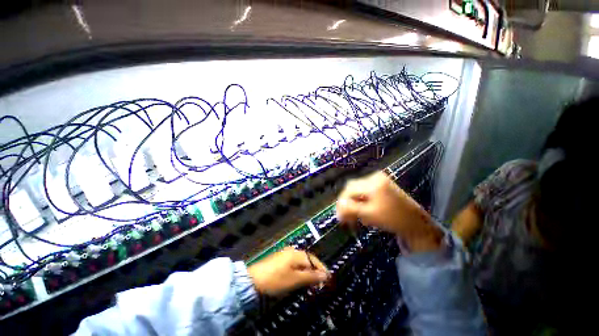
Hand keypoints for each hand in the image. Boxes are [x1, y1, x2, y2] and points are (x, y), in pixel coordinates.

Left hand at [247, 247, 329, 295]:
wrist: (253, 280)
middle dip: (314, 269)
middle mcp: (292, 251)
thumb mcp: (295, 280)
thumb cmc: (276, 279)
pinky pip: (294, 263)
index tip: (328, 278)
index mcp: (297, 254)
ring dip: (307, 270)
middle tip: (320, 281)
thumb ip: (310, 277)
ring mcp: (285, 254)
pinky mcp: (279, 259)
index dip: (321, 268)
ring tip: (311, 280)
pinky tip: (298, 276)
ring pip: (300, 261)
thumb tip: (325, 275)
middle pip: (307, 259)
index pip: (313, 259)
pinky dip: (299, 269)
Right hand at [336, 171, 442, 251]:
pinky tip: (362, 211)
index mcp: (373, 182)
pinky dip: (361, 201)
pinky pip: (365, 192)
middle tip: (345, 216)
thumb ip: (350, 208)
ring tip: (354, 216)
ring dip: (354, 203)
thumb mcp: (369, 214)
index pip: (349, 189)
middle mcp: (374, 177)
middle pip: (353, 188)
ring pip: (358, 190)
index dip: (341, 201)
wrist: (416, 223)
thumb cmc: (393, 218)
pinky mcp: (382, 185)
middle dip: (347, 202)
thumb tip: (337, 207)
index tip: (338, 214)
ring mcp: (379, 180)